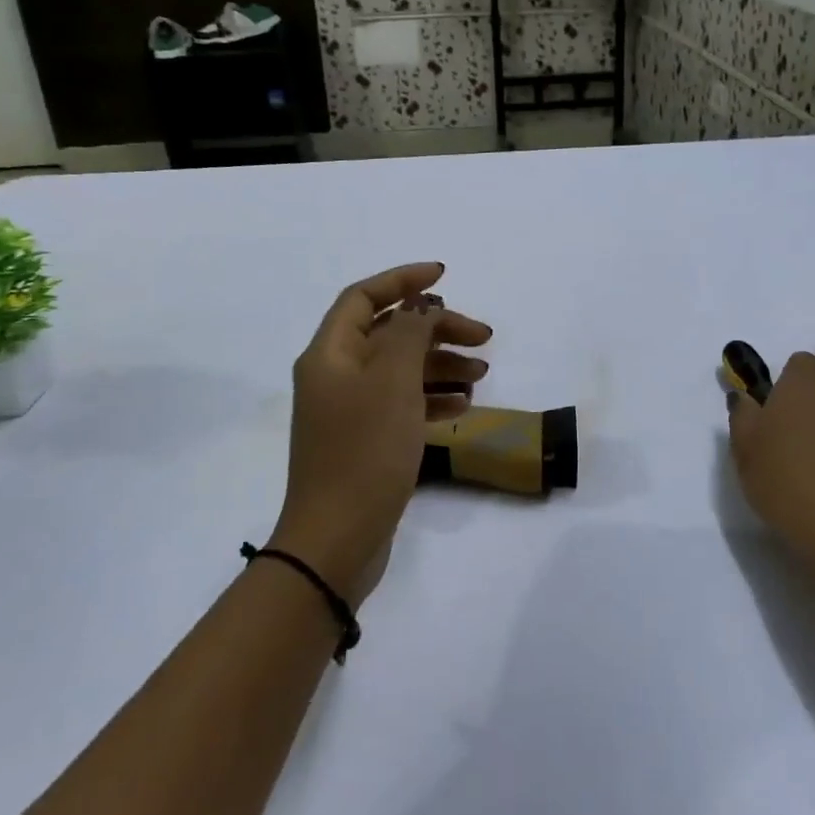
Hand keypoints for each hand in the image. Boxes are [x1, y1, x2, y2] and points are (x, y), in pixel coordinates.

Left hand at [269, 262, 492, 600]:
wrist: (337, 539)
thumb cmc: (365, 451)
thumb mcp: (392, 382)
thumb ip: (409, 333)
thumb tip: (421, 306)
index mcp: (330, 354)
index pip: (364, 297)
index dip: (403, 280)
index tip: (445, 276)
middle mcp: (335, 375)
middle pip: (390, 333)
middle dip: (437, 329)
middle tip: (483, 337)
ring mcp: (350, 410)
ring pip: (400, 369)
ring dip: (441, 365)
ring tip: (481, 374)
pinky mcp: (366, 440)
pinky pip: (402, 403)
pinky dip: (432, 398)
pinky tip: (463, 405)